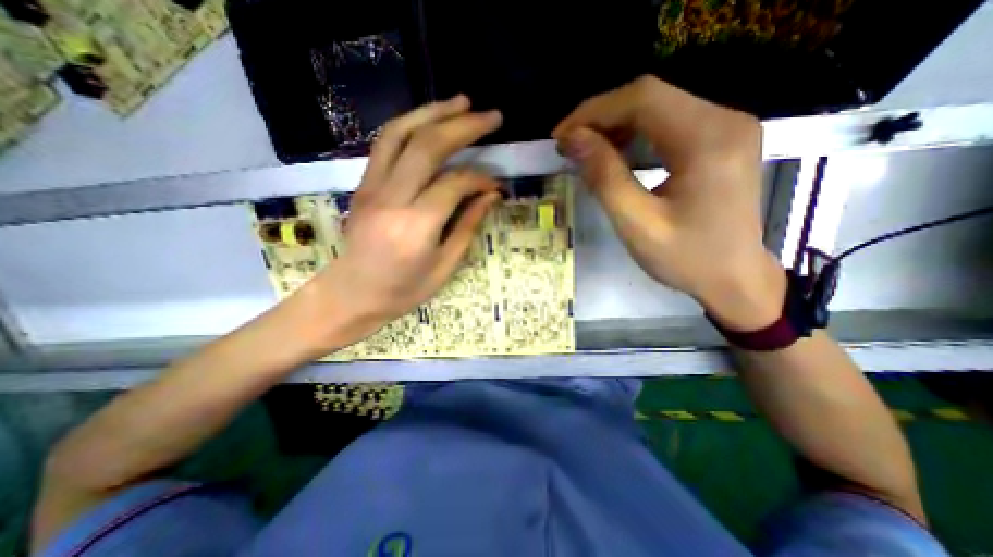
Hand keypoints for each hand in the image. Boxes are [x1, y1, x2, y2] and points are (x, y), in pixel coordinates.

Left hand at [303, 98, 505, 345]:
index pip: (455, 184)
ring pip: (401, 133)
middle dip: (464, 126)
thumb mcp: (445, 266)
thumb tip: (490, 194)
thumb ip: (467, 226)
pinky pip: (385, 144)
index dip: (481, 178)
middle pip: (428, 146)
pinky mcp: (363, 184)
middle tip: (491, 116)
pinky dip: (410, 124)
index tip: (496, 183)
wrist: (352, 294)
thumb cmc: (403, 290)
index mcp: (416, 226)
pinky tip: (428, 120)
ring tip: (461, 102)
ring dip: (433, 112)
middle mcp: (392, 198)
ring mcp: (371, 187)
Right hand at [552, 77, 784, 330]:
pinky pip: (668, 123)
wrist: (734, 279)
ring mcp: (726, 126)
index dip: (594, 112)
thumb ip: (605, 178)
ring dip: (615, 125)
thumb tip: (574, 140)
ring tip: (586, 151)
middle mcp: (724, 119)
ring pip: (657, 107)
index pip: (643, 99)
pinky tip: (615, 154)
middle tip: (569, 145)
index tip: (561, 137)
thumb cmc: (686, 259)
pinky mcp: (719, 139)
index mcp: (708, 140)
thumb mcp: (637, 224)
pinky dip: (634, 134)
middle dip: (601, 117)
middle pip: (650, 97)